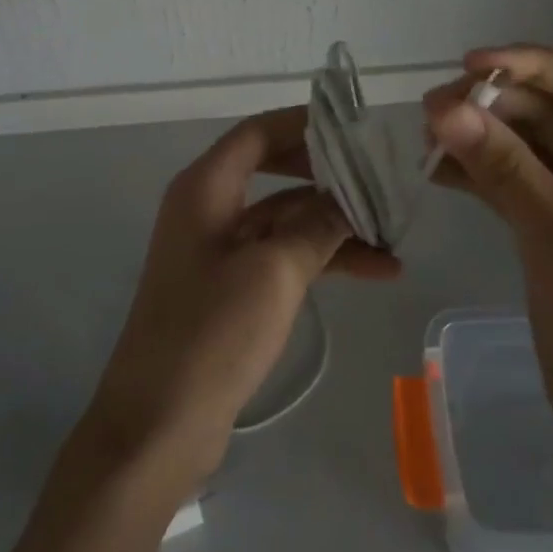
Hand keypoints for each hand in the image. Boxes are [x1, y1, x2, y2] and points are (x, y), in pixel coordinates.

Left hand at [83, 106, 399, 482]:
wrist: (158, 426)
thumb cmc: (212, 333)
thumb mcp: (274, 271)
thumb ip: (317, 225)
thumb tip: (350, 197)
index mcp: (205, 188)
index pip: (258, 133)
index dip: (303, 125)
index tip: (353, 127)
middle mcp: (209, 208)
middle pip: (275, 171)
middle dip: (327, 174)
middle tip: (378, 174)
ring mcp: (220, 250)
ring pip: (286, 218)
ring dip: (335, 223)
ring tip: (394, 234)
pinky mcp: (231, 288)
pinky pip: (283, 255)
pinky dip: (323, 258)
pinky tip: (375, 270)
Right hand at [425, 46, 552, 486]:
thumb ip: (504, 167)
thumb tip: (445, 109)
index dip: (530, 65)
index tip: (471, 65)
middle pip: (547, 113)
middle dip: (491, 105)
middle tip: (431, 112)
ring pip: (523, 146)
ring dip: (478, 136)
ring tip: (426, 136)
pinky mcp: (550, 227)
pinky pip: (510, 182)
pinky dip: (476, 173)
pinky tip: (436, 171)